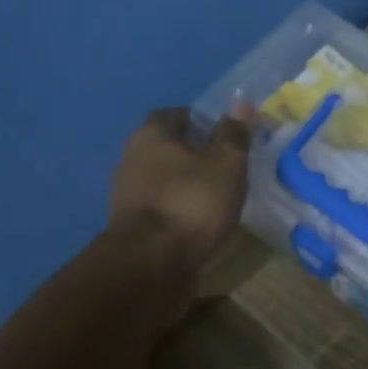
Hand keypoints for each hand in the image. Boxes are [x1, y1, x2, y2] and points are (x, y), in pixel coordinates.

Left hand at [109, 105, 253, 278]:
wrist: (151, 264)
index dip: (202, 121)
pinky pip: (162, 208)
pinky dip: (179, 210)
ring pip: (164, 180)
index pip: (176, 114)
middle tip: (227, 166)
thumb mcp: (226, 163)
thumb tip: (240, 104)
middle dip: (195, 154)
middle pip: (167, 147)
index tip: (226, 135)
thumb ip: (234, 134)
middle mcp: (131, 158)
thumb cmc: (192, 202)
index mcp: (151, 134)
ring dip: (186, 185)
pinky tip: (201, 222)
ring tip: (218, 197)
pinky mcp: (131, 227)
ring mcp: (127, 195)